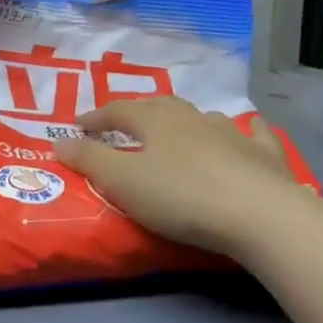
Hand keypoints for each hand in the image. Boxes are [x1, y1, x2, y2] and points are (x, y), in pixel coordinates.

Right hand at [51, 97, 313, 256]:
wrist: (258, 215)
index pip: (118, 110)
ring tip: (176, 132)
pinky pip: (252, 133)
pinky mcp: (263, 155)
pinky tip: (247, 130)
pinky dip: (244, 130)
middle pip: (160, 107)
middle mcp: (193, 118)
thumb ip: (89, 160)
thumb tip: (58, 141)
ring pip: (203, 117)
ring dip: (185, 121)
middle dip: (138, 113)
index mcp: (156, 122)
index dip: (96, 117)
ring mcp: (233, 133)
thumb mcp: (122, 182)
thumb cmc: (180, 197)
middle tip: (124, 124)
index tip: (78, 125)